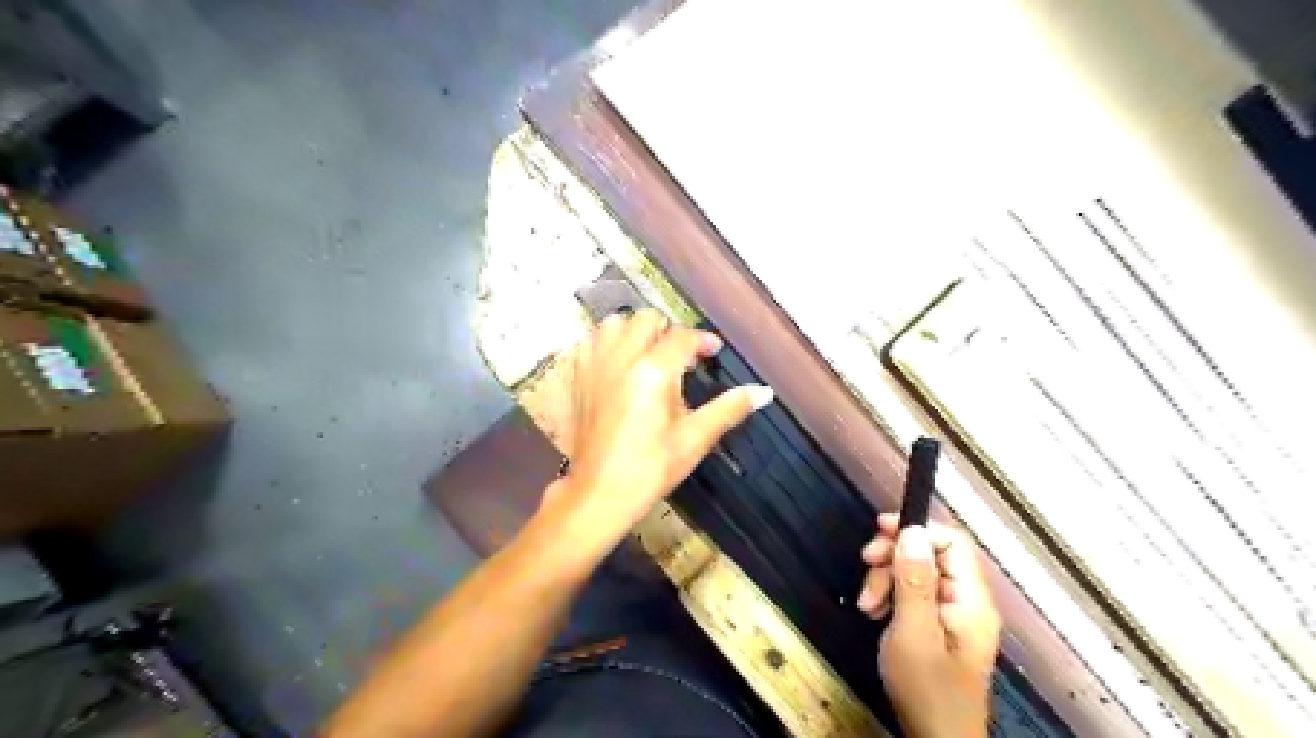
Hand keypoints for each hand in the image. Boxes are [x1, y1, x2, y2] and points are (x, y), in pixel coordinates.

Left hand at [552, 309, 771, 552]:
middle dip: (668, 332)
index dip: (703, 341)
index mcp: (654, 371)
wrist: (600, 494)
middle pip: (647, 319)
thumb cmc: (651, 469)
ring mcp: (595, 366)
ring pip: (615, 324)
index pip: (683, 337)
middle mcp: (622, 359)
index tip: (713, 353)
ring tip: (648, 355)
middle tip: (681, 358)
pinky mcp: (578, 379)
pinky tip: (618, 365)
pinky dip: (607, 343)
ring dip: (635, 332)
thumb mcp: (695, 439)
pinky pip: (591, 342)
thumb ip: (729, 408)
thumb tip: (764, 392)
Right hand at [853, 512, 999, 737]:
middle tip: (865, 567)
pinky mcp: (939, 626)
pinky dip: (891, 595)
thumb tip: (912, 531)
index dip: (915, 529)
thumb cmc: (927, 690)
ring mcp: (954, 615)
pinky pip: (914, 593)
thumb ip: (914, 581)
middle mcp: (967, 601)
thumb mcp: (913, 632)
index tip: (879, 531)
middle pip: (930, 554)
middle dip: (893, 557)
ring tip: (867, 604)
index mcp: (970, 600)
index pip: (950, 542)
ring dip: (886, 578)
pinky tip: (876, 611)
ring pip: (917, 572)